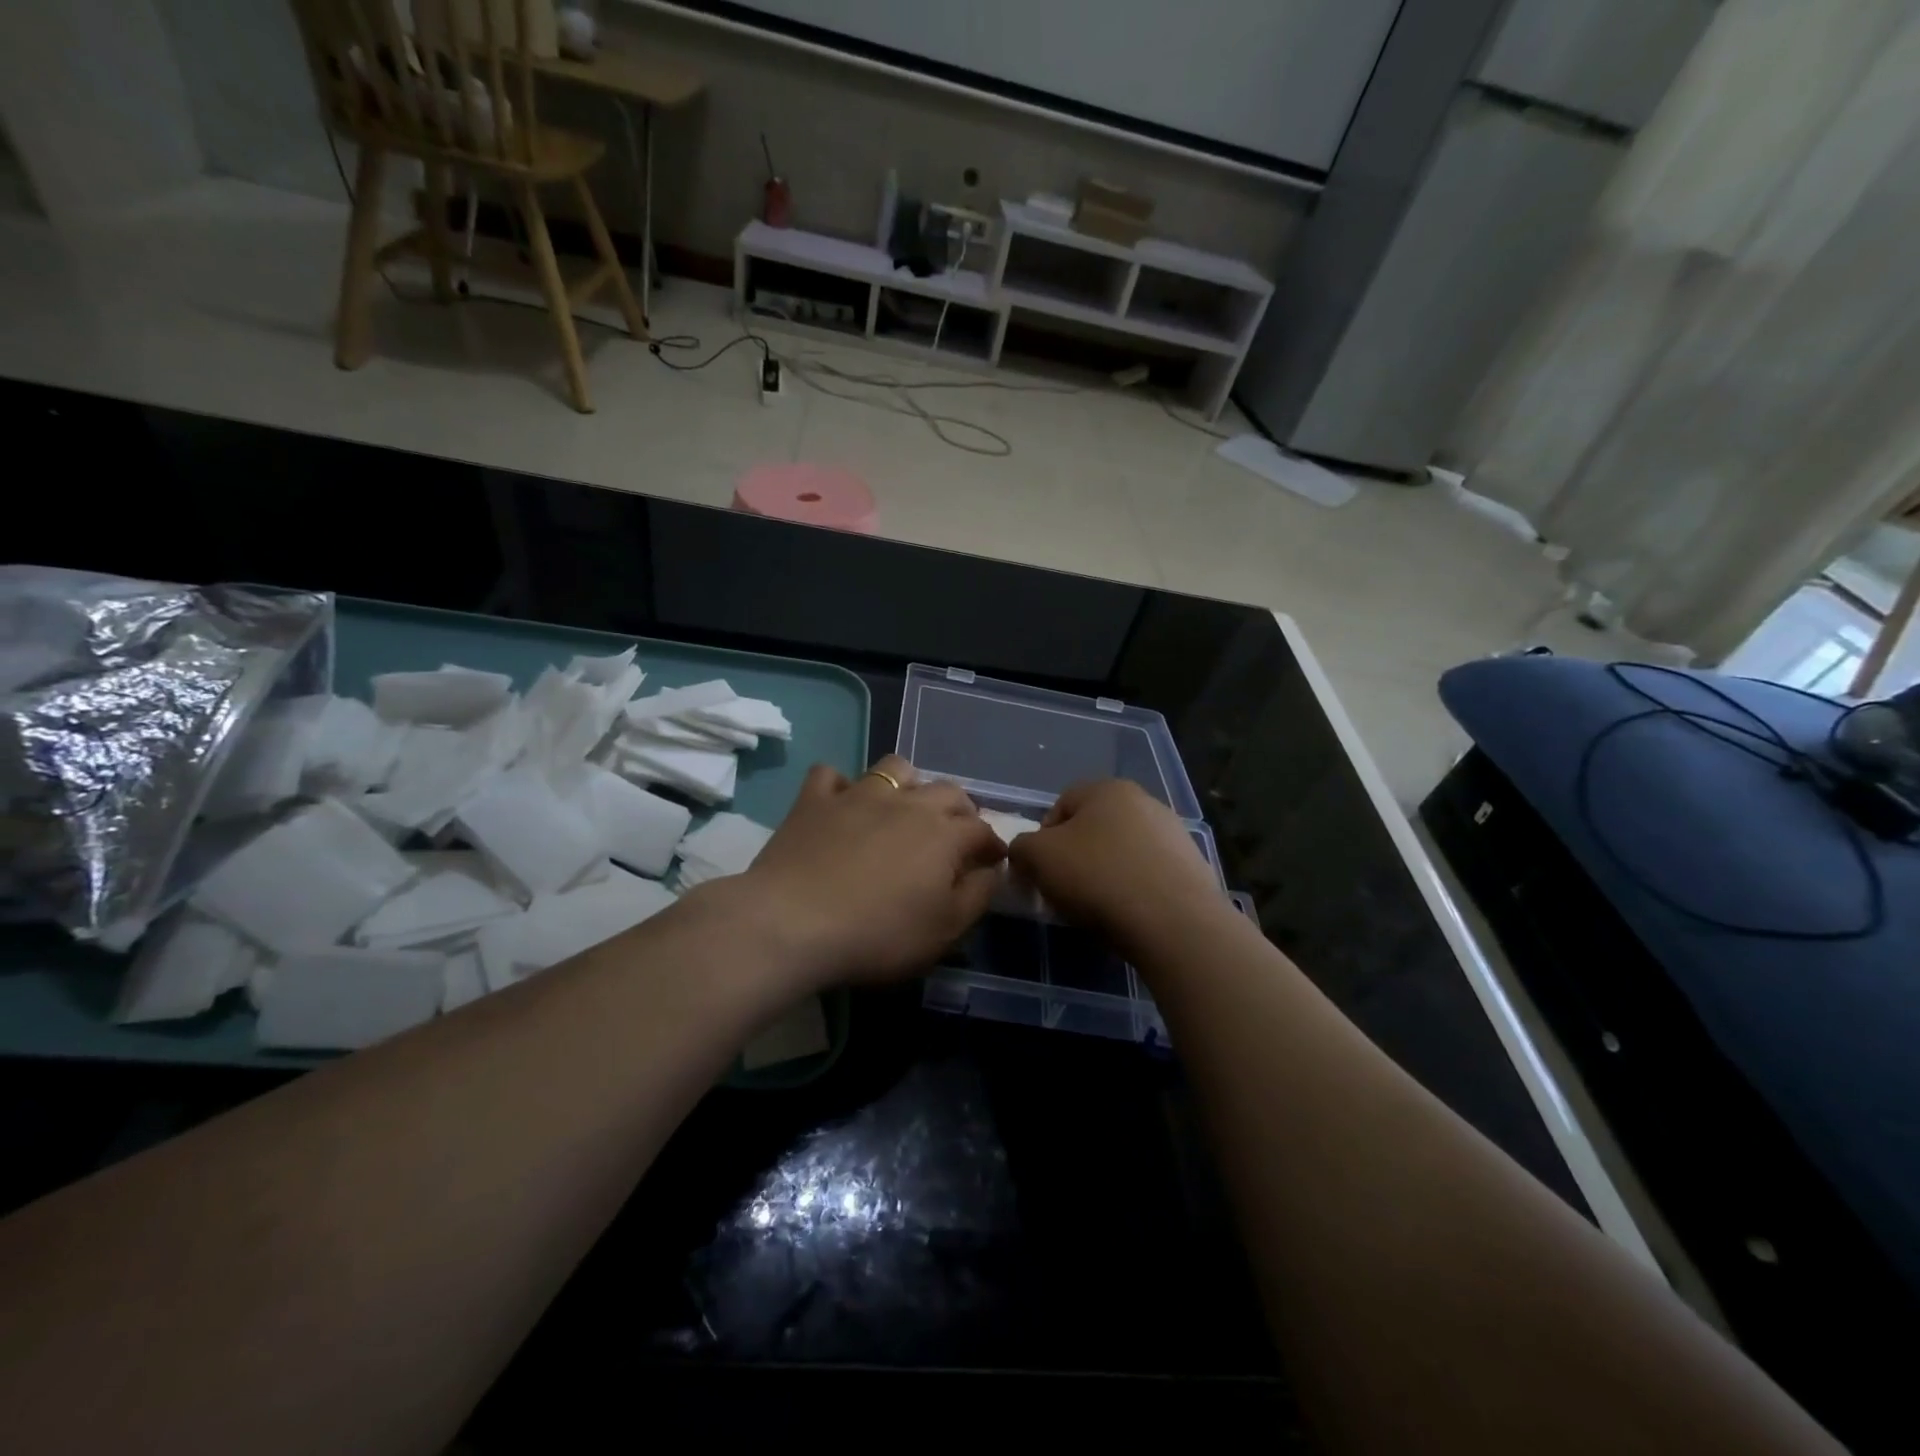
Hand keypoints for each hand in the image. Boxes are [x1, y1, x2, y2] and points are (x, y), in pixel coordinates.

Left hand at [727, 755, 1005, 988]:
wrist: (792, 923)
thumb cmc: (878, 934)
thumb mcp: (944, 930)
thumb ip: (977, 896)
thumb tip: (991, 869)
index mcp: (944, 834)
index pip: (982, 829)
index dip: (991, 845)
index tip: (991, 861)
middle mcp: (908, 803)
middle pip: (948, 791)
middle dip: (960, 810)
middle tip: (955, 835)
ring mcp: (858, 795)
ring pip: (895, 769)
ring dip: (908, 783)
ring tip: (903, 808)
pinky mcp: (814, 800)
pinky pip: (830, 776)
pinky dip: (840, 787)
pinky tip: (840, 804)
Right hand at [1008, 779, 1226, 950]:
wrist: (1175, 923)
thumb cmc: (1098, 878)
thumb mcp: (1037, 858)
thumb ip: (1021, 847)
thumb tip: (1026, 853)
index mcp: (1106, 789)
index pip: (1060, 806)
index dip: (1042, 839)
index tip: (1041, 872)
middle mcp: (1144, 801)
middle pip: (1093, 828)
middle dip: (1076, 857)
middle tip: (1066, 891)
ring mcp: (1173, 833)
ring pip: (1122, 852)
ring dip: (1106, 873)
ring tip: (1099, 908)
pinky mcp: (1192, 867)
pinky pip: (1149, 875)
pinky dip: (1135, 890)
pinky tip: (1130, 915)